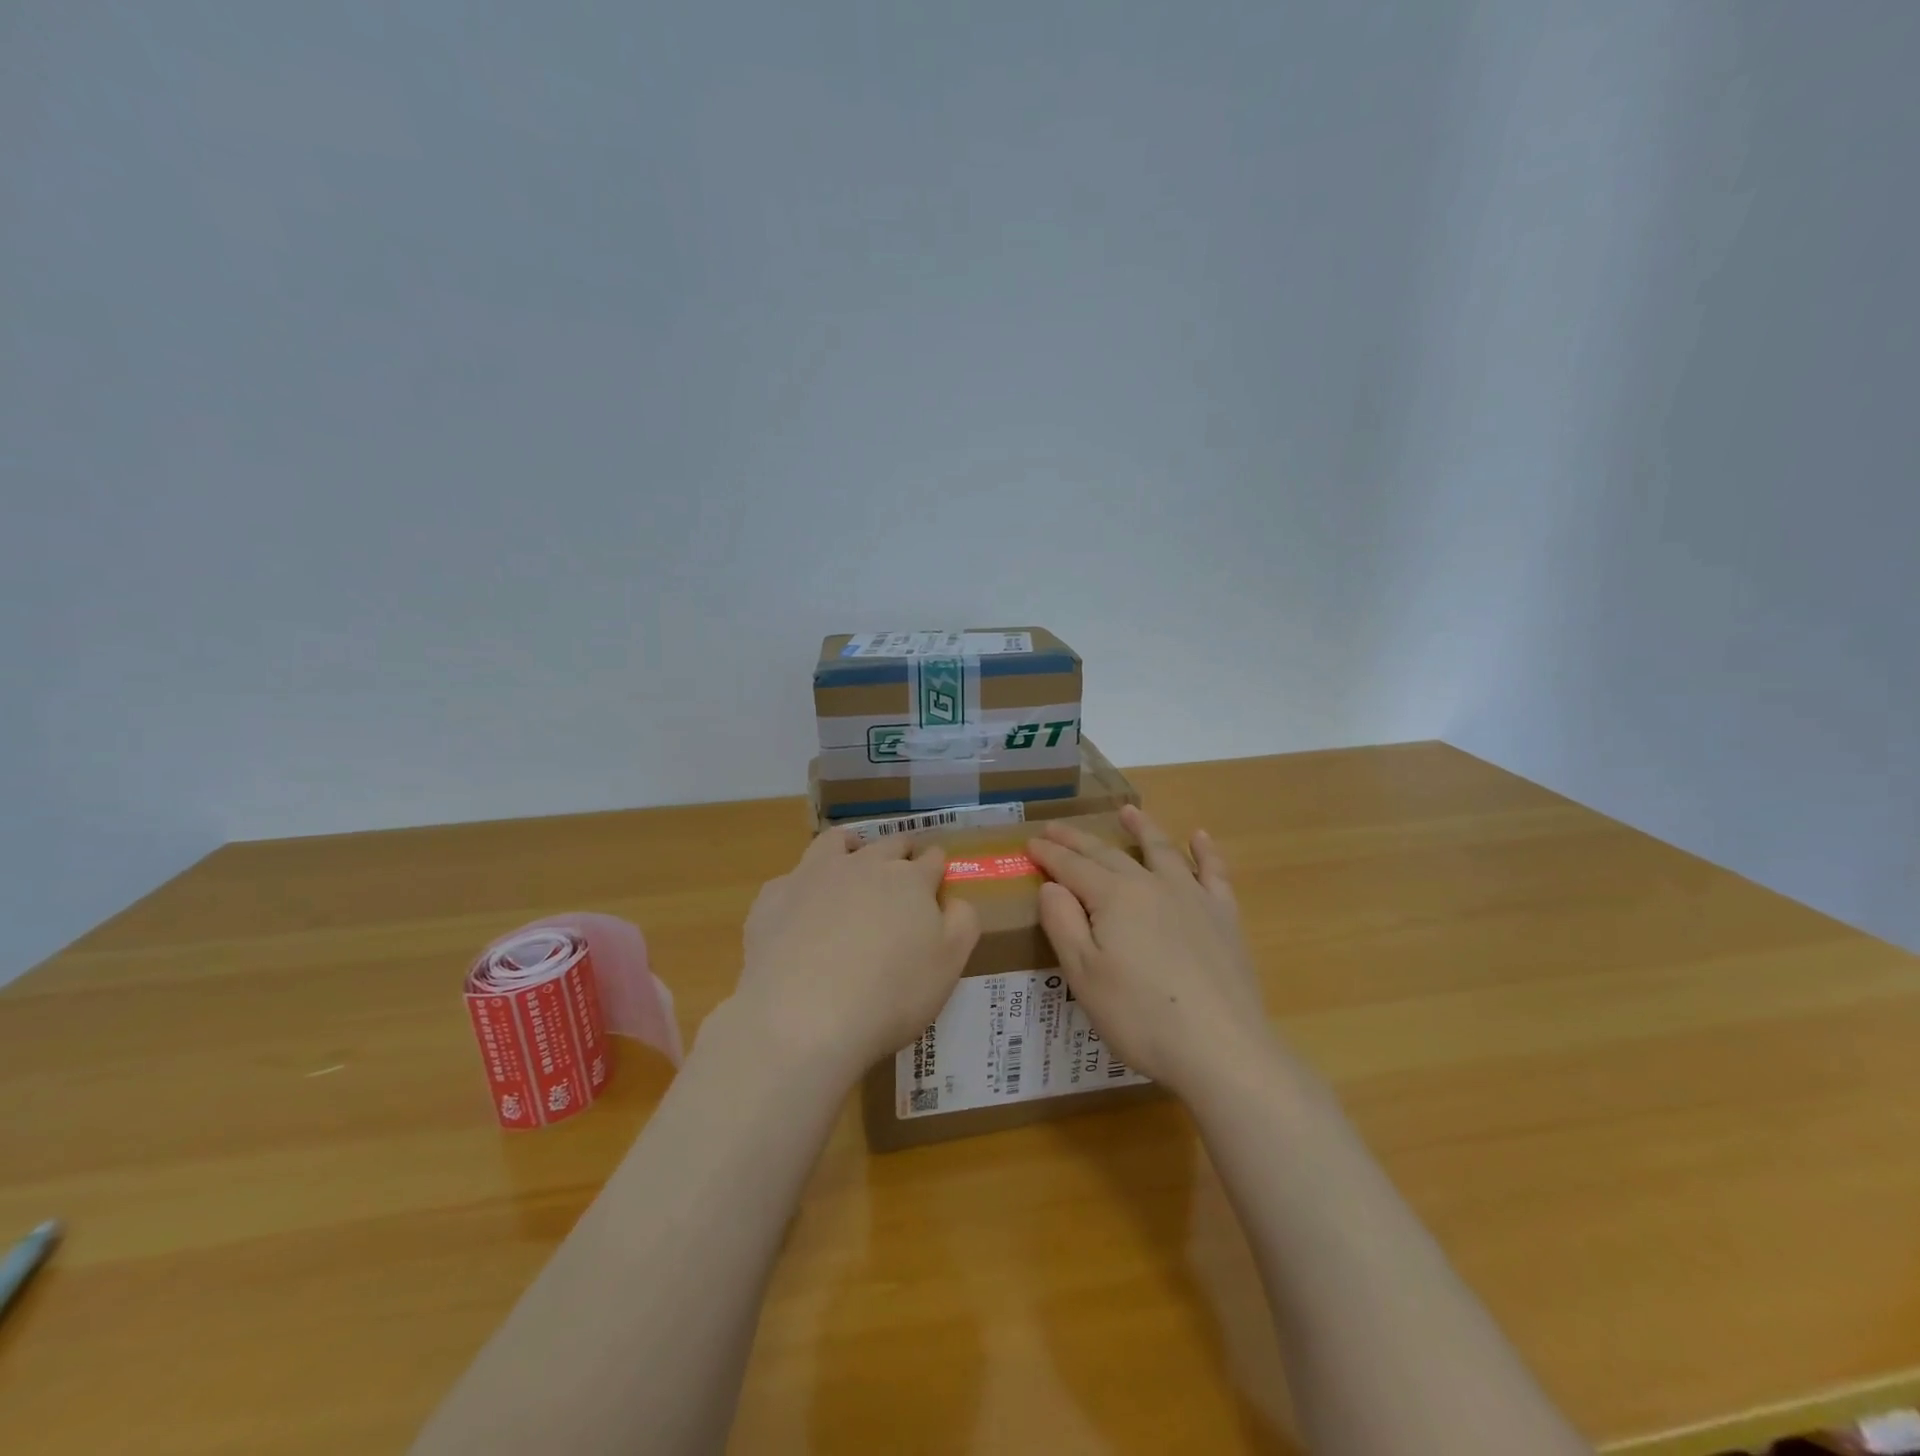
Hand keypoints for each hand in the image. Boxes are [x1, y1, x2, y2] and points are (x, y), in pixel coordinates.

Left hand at [731, 829, 980, 1082]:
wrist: (802, 1017)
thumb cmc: (890, 996)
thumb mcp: (948, 966)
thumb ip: (961, 924)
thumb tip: (954, 900)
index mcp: (909, 880)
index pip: (931, 860)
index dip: (936, 865)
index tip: (937, 873)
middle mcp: (863, 865)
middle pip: (888, 844)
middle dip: (900, 850)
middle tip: (902, 866)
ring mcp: (814, 875)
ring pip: (835, 842)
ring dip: (850, 846)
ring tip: (851, 857)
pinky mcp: (774, 897)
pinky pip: (791, 879)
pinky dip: (802, 886)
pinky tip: (800, 908)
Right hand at [1027, 805, 1272, 1098]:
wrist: (1222, 1048)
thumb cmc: (1140, 1016)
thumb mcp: (1083, 975)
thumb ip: (1063, 923)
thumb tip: (1052, 885)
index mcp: (1113, 898)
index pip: (1072, 867)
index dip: (1049, 854)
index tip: (1030, 843)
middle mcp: (1151, 885)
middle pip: (1108, 854)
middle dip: (1078, 840)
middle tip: (1056, 827)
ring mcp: (1192, 897)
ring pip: (1161, 850)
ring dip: (1141, 828)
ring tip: (1128, 811)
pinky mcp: (1224, 916)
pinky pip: (1213, 872)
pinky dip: (1205, 851)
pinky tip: (1199, 837)